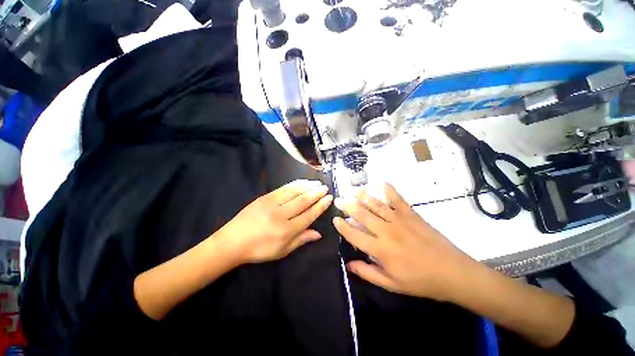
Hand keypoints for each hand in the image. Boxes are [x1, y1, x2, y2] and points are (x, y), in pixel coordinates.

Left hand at [219, 179, 332, 263]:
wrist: (232, 241)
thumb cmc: (259, 249)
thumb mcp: (282, 251)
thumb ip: (301, 240)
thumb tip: (319, 234)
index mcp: (287, 230)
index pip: (309, 215)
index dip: (321, 206)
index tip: (329, 198)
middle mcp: (281, 215)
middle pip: (304, 201)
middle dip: (317, 193)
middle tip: (325, 188)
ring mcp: (272, 203)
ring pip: (295, 192)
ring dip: (308, 186)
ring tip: (317, 183)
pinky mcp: (265, 197)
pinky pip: (284, 188)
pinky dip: (296, 184)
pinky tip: (302, 182)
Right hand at [333, 183, 475, 301]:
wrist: (452, 272)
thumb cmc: (420, 281)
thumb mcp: (391, 284)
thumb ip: (367, 273)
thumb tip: (348, 264)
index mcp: (380, 249)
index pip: (354, 235)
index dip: (342, 226)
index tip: (335, 219)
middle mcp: (386, 231)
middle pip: (361, 215)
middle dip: (347, 206)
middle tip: (338, 200)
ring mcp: (399, 220)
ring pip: (375, 204)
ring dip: (363, 196)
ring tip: (353, 190)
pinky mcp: (411, 214)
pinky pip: (397, 199)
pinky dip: (389, 189)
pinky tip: (382, 182)